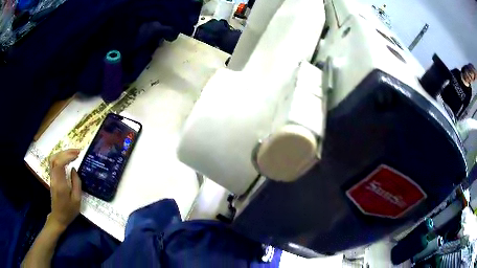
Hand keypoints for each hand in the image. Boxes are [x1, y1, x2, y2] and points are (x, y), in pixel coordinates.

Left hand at [48, 149, 81, 230]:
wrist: (59, 217)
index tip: (78, 155)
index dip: (68, 156)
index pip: (59, 163)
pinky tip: (66, 158)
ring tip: (73, 153)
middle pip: (55, 158)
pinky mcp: (52, 177)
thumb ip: (76, 183)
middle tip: (77, 151)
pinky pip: (53, 162)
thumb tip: (74, 169)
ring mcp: (51, 177)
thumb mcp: (77, 200)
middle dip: (66, 152)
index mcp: (60, 184)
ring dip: (62, 153)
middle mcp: (54, 178)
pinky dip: (60, 157)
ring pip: (53, 158)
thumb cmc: (69, 211)